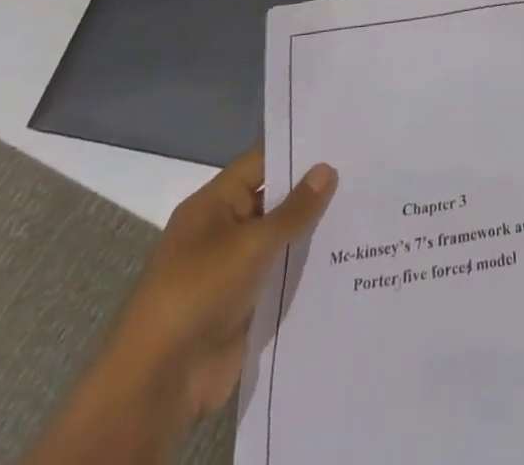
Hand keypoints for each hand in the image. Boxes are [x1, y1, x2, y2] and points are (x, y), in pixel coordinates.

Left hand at [108, 149, 336, 417]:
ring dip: (311, 233)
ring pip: (279, 241)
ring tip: (362, 213)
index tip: (340, 142)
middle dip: (311, 193)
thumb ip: (294, 208)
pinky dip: (304, 269)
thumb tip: (327, 168)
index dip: (297, 153)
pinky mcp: (242, 305)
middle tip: (361, 176)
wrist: (161, 381)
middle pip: (272, 202)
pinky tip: (345, 259)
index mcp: (212, 205)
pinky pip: (279, 276)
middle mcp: (221, 231)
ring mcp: (232, 270)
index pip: (260, 164)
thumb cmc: (200, 291)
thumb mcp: (252, 243)